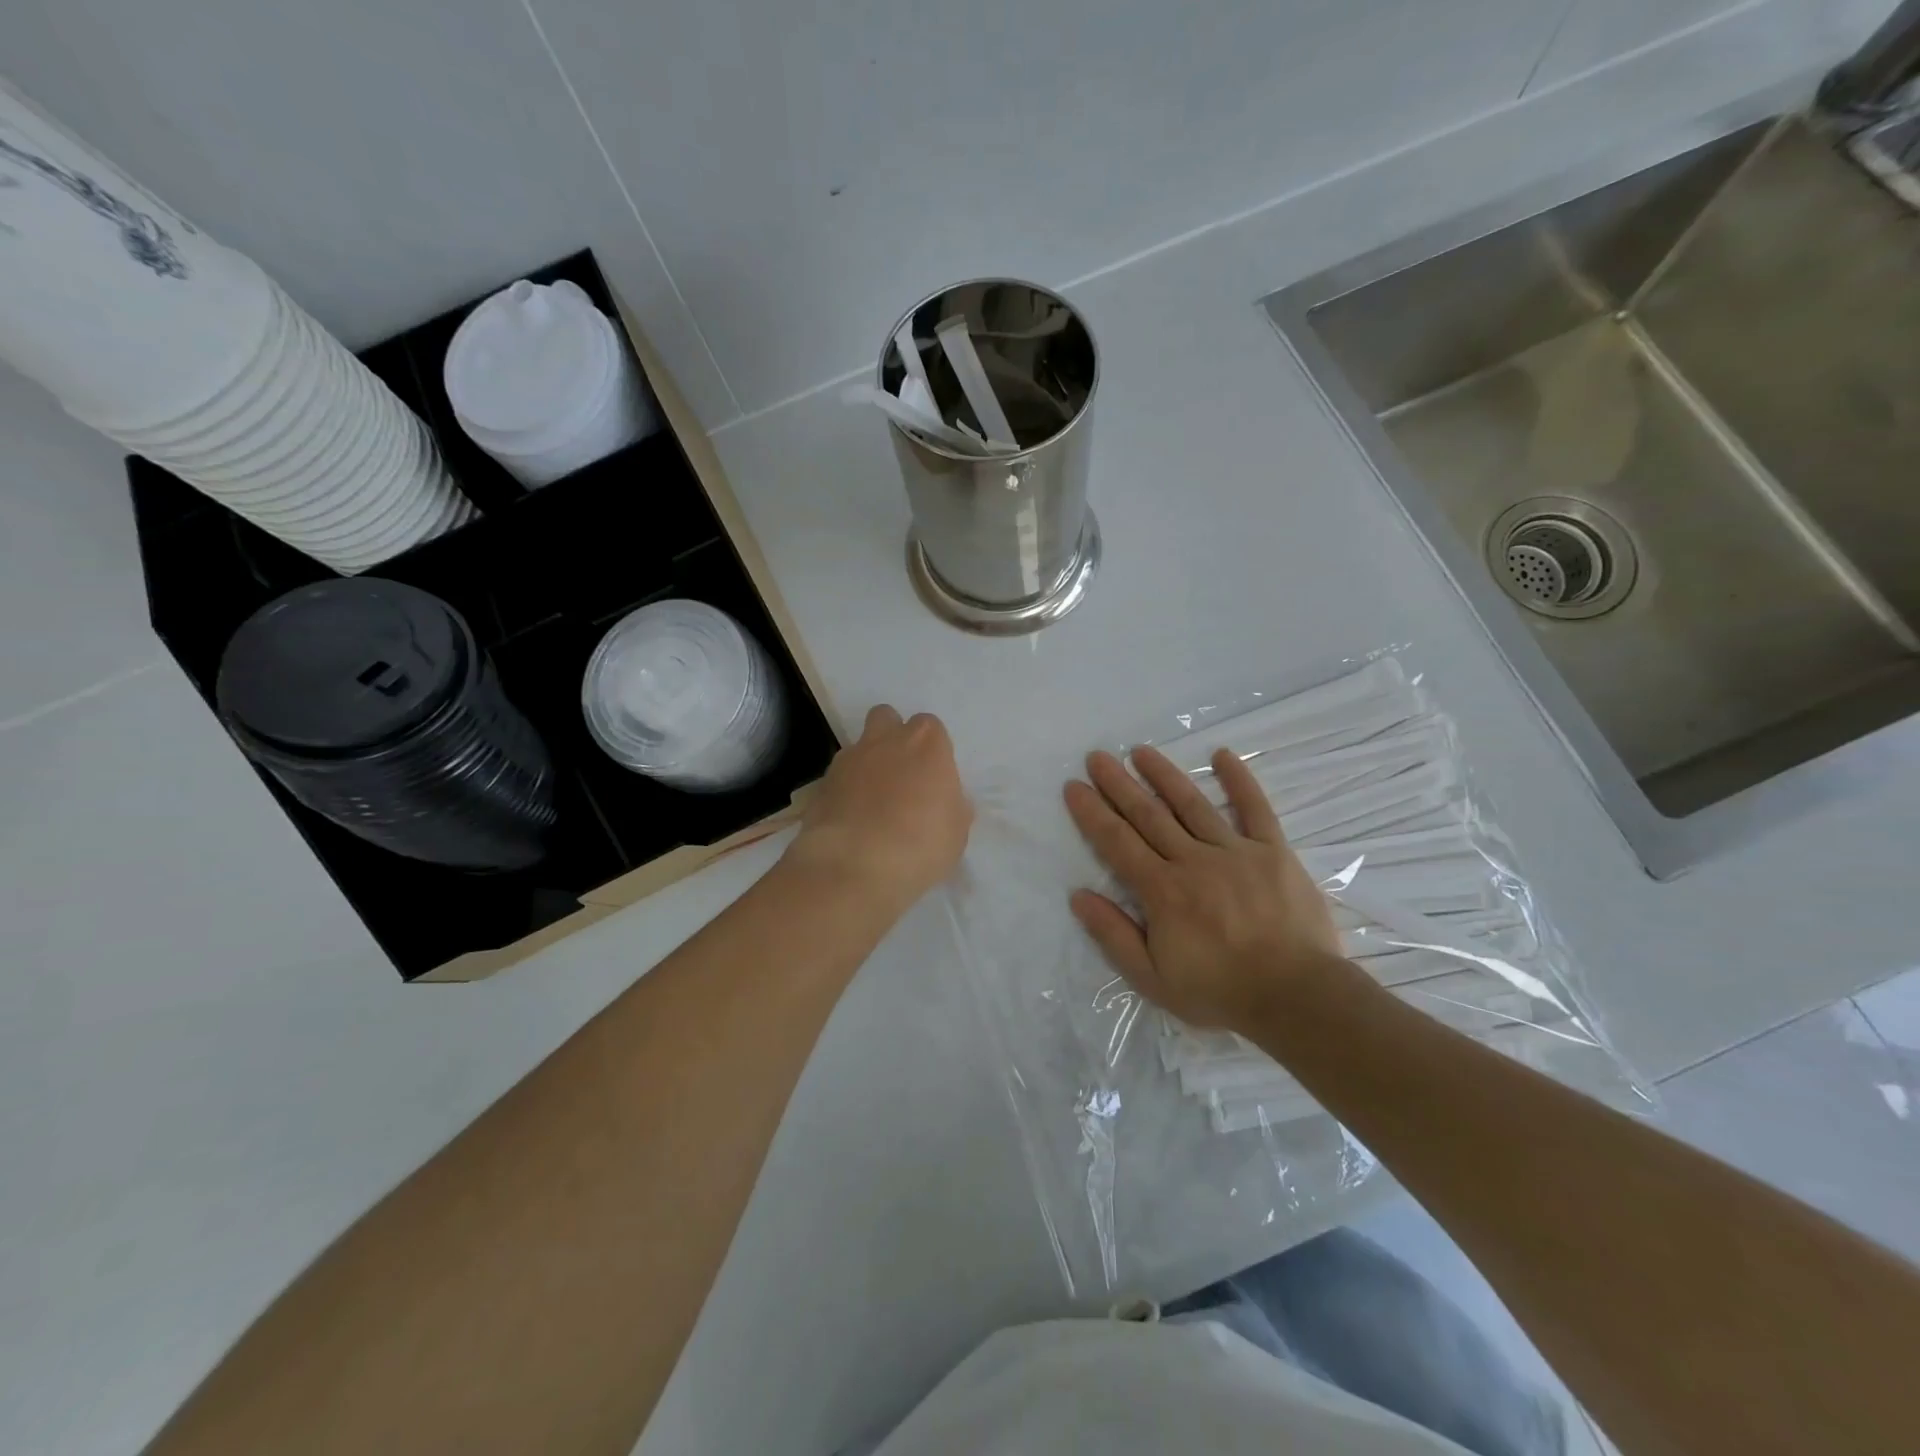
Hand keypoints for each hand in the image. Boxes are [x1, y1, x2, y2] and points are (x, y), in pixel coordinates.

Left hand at [787, 705, 971, 915]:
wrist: (854, 866)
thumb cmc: (920, 845)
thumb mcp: (955, 832)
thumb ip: (951, 807)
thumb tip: (945, 802)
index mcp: (926, 744)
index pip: (930, 726)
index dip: (931, 749)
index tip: (933, 776)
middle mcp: (886, 741)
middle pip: (887, 717)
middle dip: (892, 736)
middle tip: (901, 773)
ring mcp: (848, 760)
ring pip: (858, 746)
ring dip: (866, 764)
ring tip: (872, 802)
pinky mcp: (821, 784)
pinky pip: (837, 778)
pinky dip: (844, 791)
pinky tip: (851, 820)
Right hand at [1063, 745, 1345, 1031]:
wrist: (1298, 997)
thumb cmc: (1220, 991)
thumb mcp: (1153, 979)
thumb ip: (1114, 935)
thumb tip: (1079, 896)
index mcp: (1162, 891)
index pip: (1117, 842)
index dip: (1092, 813)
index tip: (1073, 786)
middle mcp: (1193, 861)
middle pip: (1148, 815)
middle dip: (1118, 784)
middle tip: (1097, 757)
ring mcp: (1235, 851)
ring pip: (1191, 804)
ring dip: (1163, 775)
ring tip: (1140, 750)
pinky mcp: (1273, 851)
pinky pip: (1255, 808)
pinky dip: (1239, 780)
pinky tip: (1222, 755)